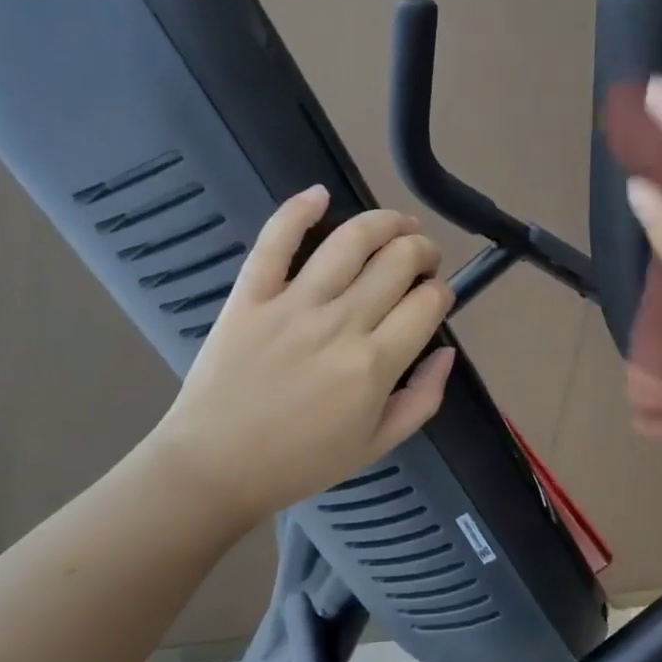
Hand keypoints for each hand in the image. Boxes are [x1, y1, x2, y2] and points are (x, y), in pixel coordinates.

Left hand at [147, 186, 455, 526]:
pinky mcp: (250, 295)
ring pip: (351, 241)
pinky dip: (298, 210)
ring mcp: (293, 304)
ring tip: (399, 224)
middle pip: (398, 262)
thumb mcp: (378, 445)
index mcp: (374, 364)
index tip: (435, 297)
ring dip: (385, 222)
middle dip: (423, 252)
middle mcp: (341, 323)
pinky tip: (319, 194)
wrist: (215, 467)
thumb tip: (446, 350)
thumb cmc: (301, 461)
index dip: (441, 292)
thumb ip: (423, 399)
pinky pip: (275, 241)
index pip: (427, 303)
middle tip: (423, 259)